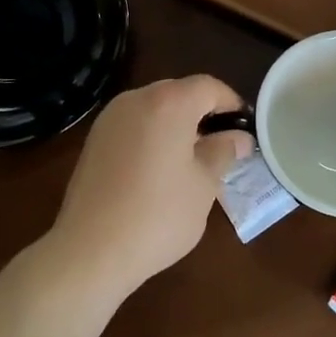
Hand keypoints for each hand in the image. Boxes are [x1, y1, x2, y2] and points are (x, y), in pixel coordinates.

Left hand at [47, 75, 250, 300]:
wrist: (90, 249)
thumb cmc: (158, 215)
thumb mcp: (203, 185)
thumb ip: (223, 152)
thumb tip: (239, 137)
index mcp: (169, 103)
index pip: (209, 87)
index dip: (231, 103)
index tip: (245, 128)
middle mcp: (137, 99)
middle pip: (179, 92)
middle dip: (203, 112)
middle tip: (221, 144)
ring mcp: (110, 117)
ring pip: (154, 107)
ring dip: (176, 123)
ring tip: (191, 158)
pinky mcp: (94, 139)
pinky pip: (133, 124)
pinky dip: (152, 134)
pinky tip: (159, 167)